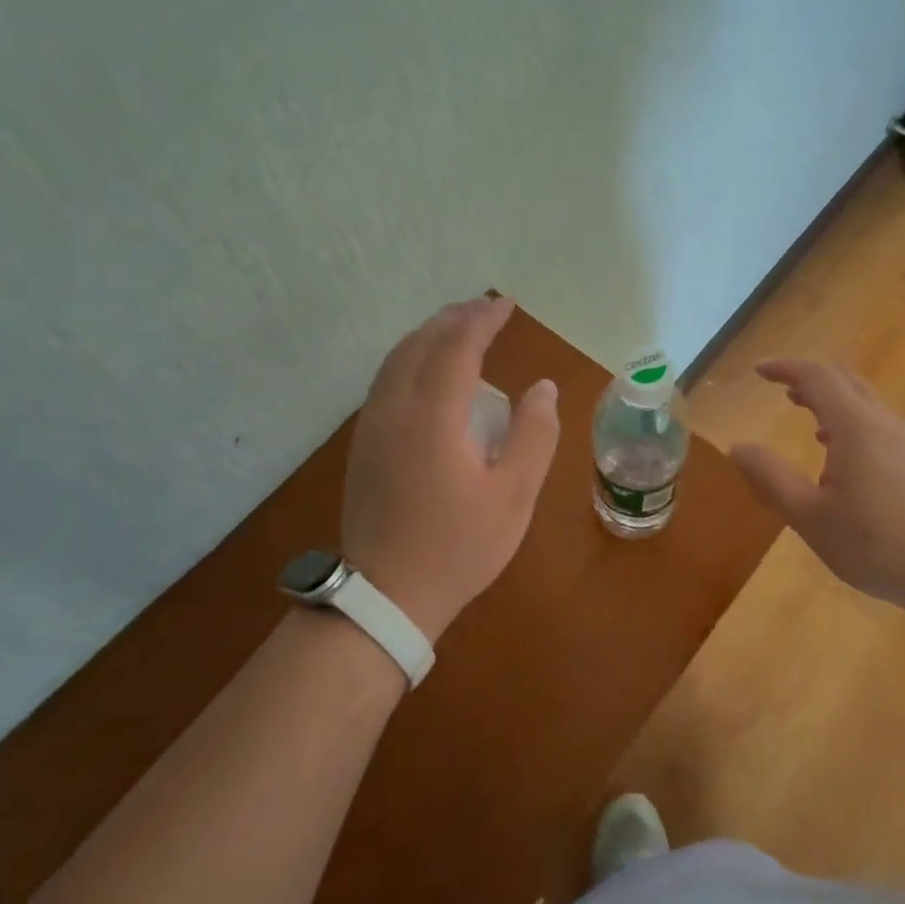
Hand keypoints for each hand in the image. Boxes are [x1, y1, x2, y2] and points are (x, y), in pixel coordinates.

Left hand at [342, 297, 560, 641]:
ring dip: (429, 335)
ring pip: (396, 359)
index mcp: (432, 417)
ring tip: (460, 328)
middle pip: (420, 343)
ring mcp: (371, 426)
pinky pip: (386, 380)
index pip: (457, 346)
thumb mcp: (514, 495)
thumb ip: (534, 435)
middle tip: (486, 309)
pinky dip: (411, 358)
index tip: (507, 305)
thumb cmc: (458, 547)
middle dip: (454, 318)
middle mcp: (394, 409)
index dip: (482, 319)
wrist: (384, 597)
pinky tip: (429, 371)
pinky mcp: (363, 444)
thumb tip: (542, 388)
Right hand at [728, 360, 904, 630]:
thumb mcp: (812, 518)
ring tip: (807, 419)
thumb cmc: (881, 545)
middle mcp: (885, 422)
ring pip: (866, 403)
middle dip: (810, 379)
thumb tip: (737, 447)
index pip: (817, 377)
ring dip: (833, 401)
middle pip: (846, 381)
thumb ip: (772, 479)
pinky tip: (844, 459)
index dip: (786, 368)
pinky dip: (852, 423)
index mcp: (856, 426)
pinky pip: (880, 425)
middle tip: (782, 389)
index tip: (759, 370)